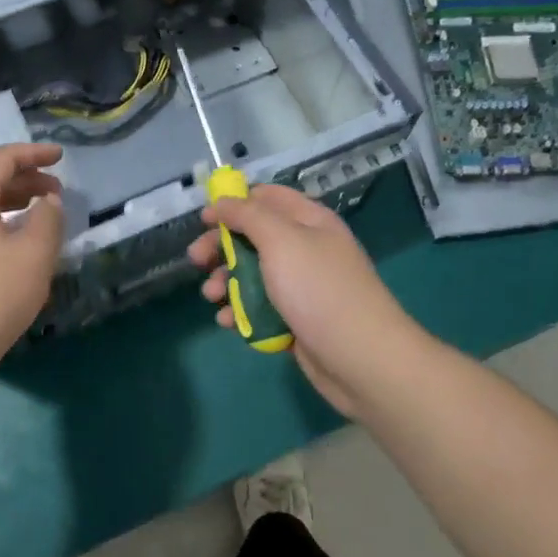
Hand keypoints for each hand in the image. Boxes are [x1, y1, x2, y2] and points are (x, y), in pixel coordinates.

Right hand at [187, 184, 412, 417]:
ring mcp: (301, 286)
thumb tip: (223, 200)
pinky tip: (227, 323)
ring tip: (211, 297)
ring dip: (225, 282)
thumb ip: (248, 215)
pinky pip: (260, 308)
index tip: (205, 219)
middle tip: (196, 260)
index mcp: (309, 221)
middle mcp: (306, 248)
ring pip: (252, 274)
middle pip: (254, 237)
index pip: (267, 198)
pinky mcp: (296, 319)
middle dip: (222, 247)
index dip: (234, 203)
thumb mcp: (281, 240)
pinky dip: (240, 312)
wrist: (361, 359)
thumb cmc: (318, 290)